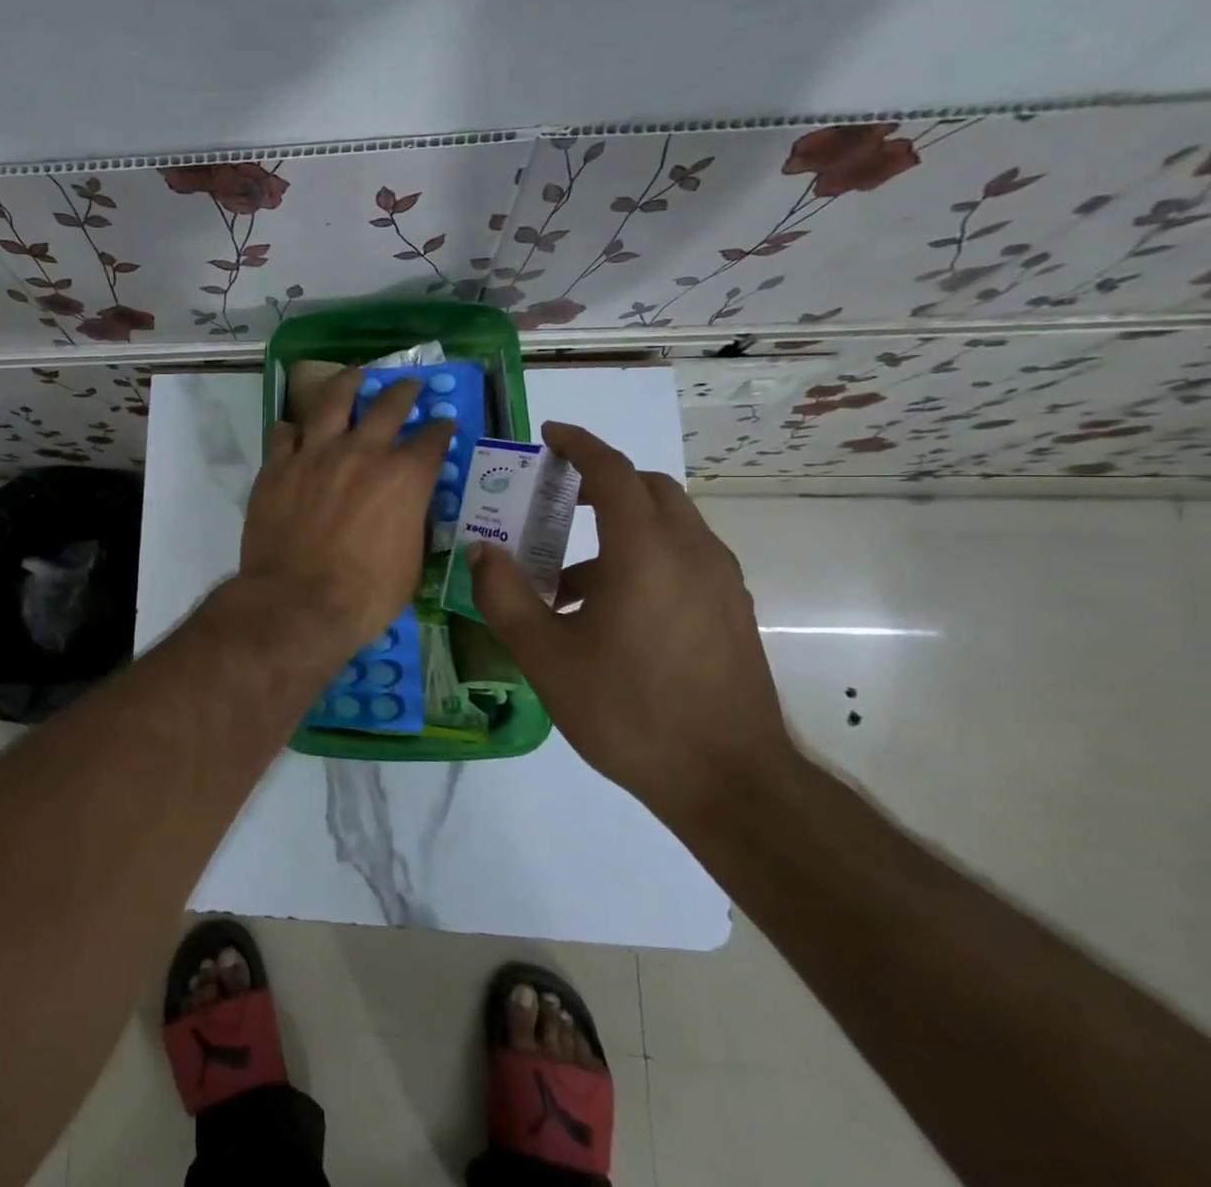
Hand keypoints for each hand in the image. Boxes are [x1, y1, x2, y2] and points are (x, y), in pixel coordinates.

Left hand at [238, 366, 452, 664]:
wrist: (296, 603)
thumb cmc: (364, 595)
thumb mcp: (410, 563)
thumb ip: (411, 523)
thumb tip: (408, 509)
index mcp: (403, 477)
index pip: (432, 440)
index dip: (441, 430)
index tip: (443, 425)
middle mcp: (361, 453)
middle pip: (387, 406)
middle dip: (403, 391)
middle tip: (407, 384)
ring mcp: (314, 455)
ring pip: (332, 402)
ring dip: (347, 385)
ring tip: (353, 376)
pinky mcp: (277, 467)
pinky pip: (283, 433)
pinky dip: (293, 429)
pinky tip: (295, 431)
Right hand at [466, 422, 793, 824]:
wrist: (730, 779)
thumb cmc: (628, 710)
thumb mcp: (545, 656)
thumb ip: (505, 595)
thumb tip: (481, 550)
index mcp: (645, 551)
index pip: (612, 472)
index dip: (579, 445)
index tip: (550, 434)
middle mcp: (691, 551)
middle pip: (649, 488)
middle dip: (603, 480)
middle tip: (558, 497)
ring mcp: (720, 581)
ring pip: (671, 523)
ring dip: (622, 522)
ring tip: (571, 571)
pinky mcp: (732, 610)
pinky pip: (685, 556)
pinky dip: (646, 553)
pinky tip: (612, 608)